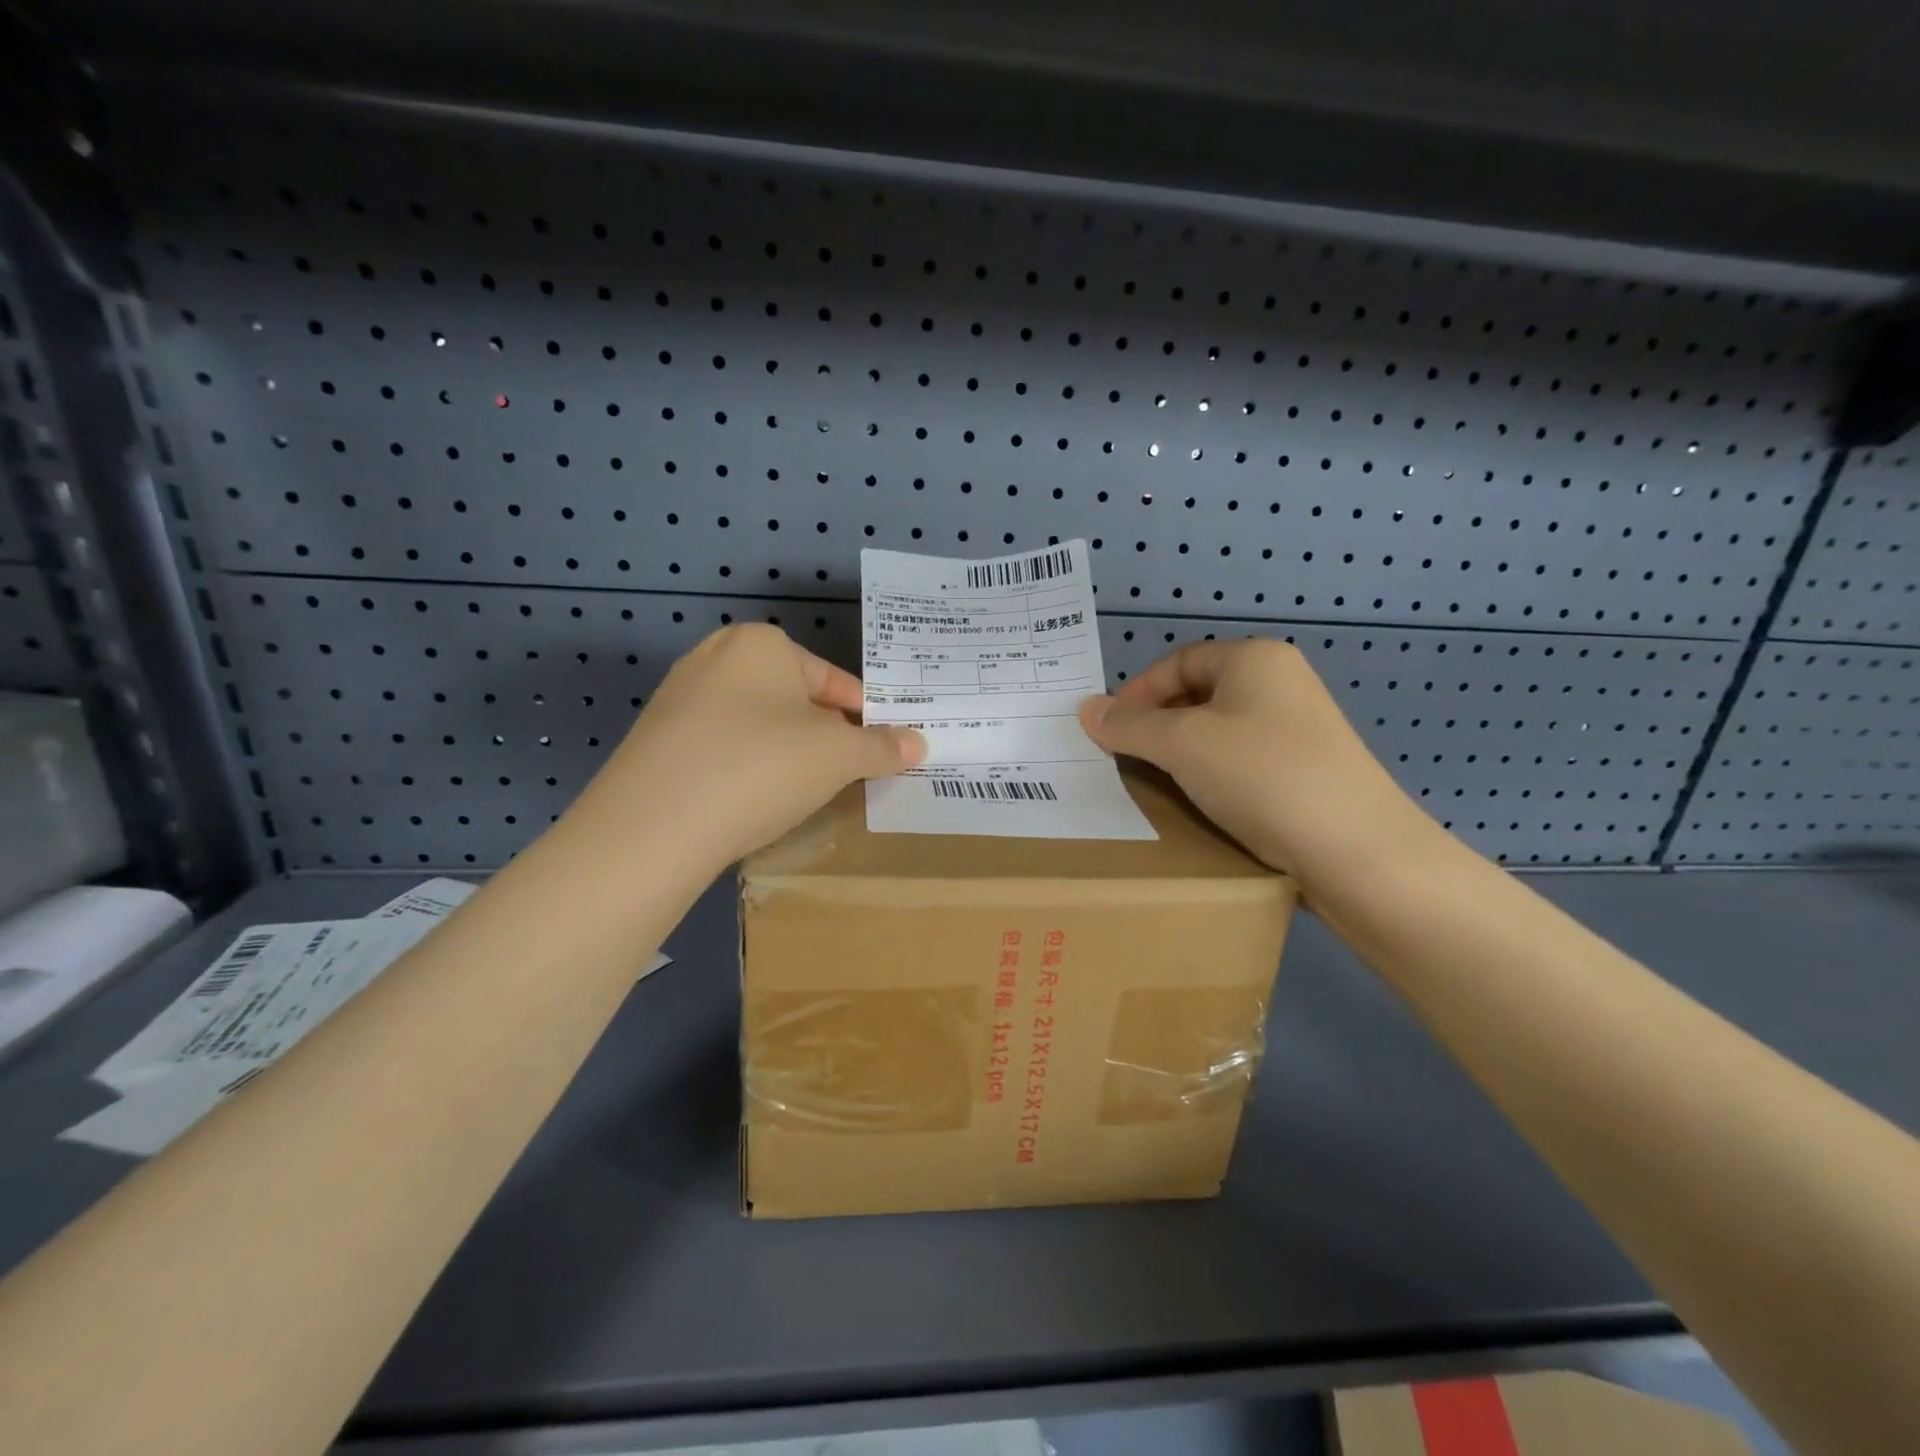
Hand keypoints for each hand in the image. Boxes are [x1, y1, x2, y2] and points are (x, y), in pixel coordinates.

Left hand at [583, 624, 923, 867]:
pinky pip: (721, 748)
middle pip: (793, 699)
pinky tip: (752, 802)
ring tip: (802, 792)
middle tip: (846, 774)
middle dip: (824, 736)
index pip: (834, 680)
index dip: (866, 719)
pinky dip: (746, 769)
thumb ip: (882, 748)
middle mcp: (714, 658)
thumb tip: (920, 744)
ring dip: (787, 754)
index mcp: (760, 644)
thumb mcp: (838, 757)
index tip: (883, 752)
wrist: (651, 828)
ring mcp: (678, 699)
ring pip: (757, 724)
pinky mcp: (655, 741)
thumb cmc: (760, 769)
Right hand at [1079, 638, 1422, 885]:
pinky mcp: (1306, 773)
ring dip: (1181, 755)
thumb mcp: (1182, 744)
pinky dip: (1212, 778)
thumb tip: (1087, 710)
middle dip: (1155, 725)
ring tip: (1155, 785)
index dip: (1136, 692)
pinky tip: (1200, 805)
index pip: (1177, 661)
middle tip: (1125, 760)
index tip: (1108, 732)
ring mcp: (1298, 731)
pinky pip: (1242, 764)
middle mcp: (1280, 684)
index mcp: (1254, 659)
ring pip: (1218, 733)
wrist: (1357, 853)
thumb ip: (1129, 725)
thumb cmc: (1262, 776)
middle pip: (1196, 694)